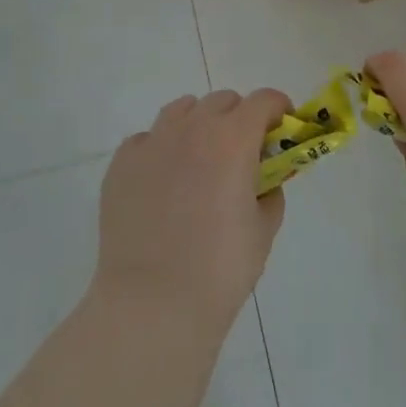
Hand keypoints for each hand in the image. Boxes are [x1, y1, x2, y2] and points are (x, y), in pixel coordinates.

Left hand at [94, 88, 292, 332]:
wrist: (152, 305)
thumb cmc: (219, 270)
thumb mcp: (263, 232)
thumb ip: (270, 194)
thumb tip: (264, 182)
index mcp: (233, 139)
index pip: (263, 100)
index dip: (278, 108)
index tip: (282, 126)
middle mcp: (193, 127)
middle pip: (222, 101)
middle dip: (238, 117)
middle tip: (242, 152)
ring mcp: (153, 141)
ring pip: (182, 110)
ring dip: (199, 124)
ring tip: (200, 160)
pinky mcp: (122, 163)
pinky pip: (147, 139)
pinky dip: (161, 150)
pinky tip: (162, 182)